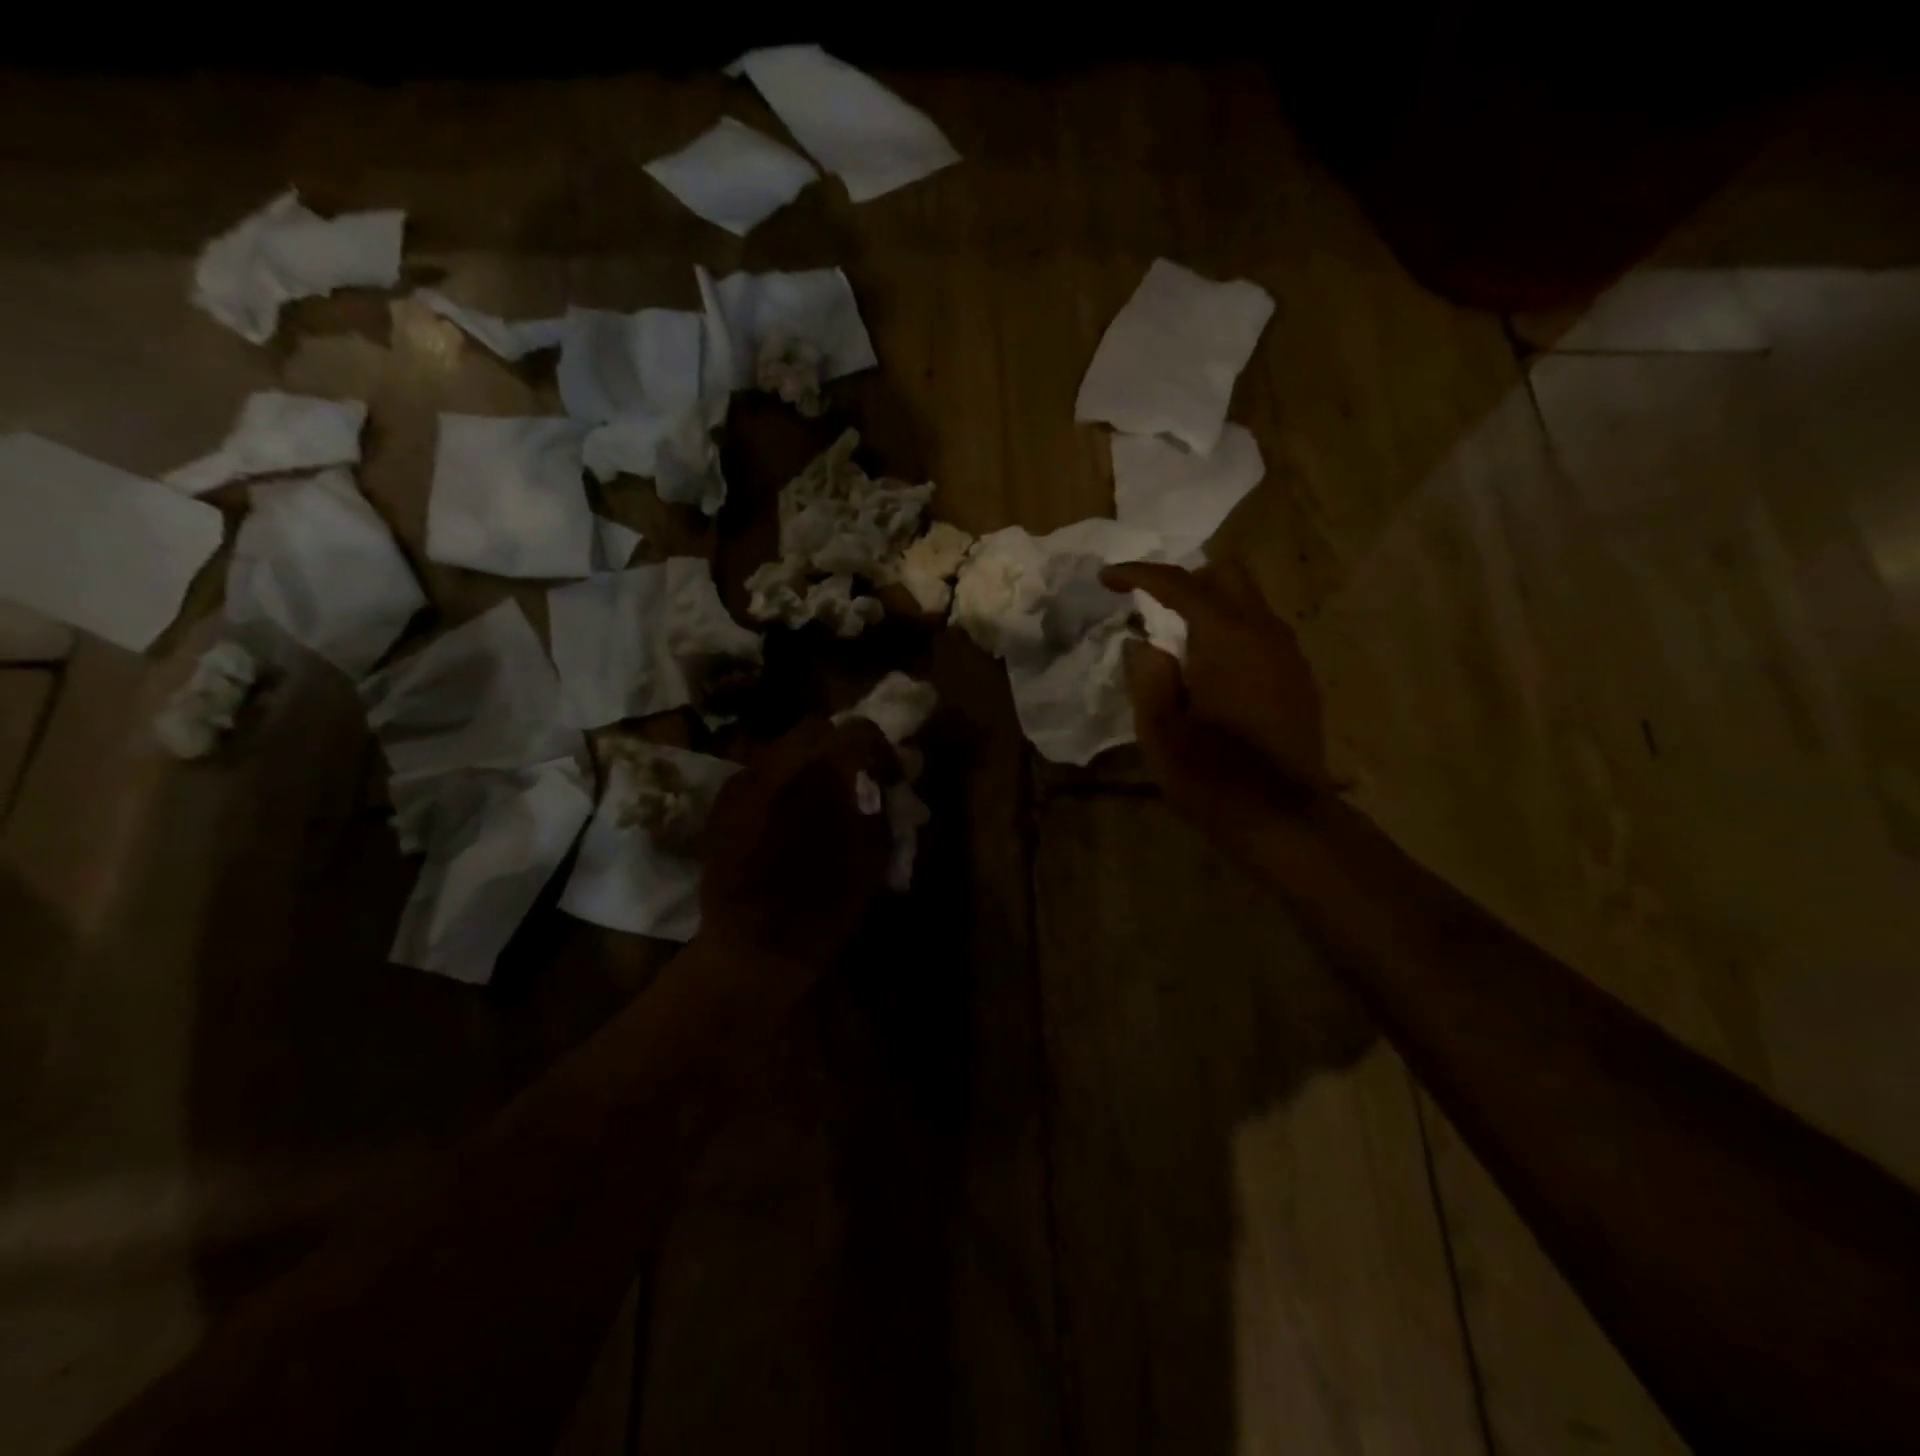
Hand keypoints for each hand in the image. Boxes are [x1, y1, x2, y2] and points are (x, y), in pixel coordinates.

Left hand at [696, 717, 899, 974]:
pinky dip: (778, 781)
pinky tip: (784, 814)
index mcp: (823, 773)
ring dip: (807, 762)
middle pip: (816, 727)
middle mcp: (779, 763)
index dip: (880, 749)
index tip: (888, 776)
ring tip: (816, 796)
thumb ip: (880, 802)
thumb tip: (882, 777)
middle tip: (852, 778)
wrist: (753, 947)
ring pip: (783, 746)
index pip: (860, 730)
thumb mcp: (873, 854)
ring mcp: (744, 780)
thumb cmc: (826, 907)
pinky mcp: (723, 801)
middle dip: (839, 746)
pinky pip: (758, 772)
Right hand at [1102, 559, 1329, 841]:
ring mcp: (1289, 654)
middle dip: (1185, 581)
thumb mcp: (1160, 730)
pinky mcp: (1298, 677)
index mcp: (1227, 637)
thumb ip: (1148, 675)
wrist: (1283, 818)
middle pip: (1227, 574)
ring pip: (1249, 602)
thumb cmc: (1213, 776)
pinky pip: (1262, 633)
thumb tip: (1146, 644)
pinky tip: (1212, 672)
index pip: (1179, 583)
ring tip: (1178, 644)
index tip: (1107, 578)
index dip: (1138, 574)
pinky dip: (1232, 633)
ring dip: (1211, 607)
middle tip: (1152, 609)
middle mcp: (1265, 631)